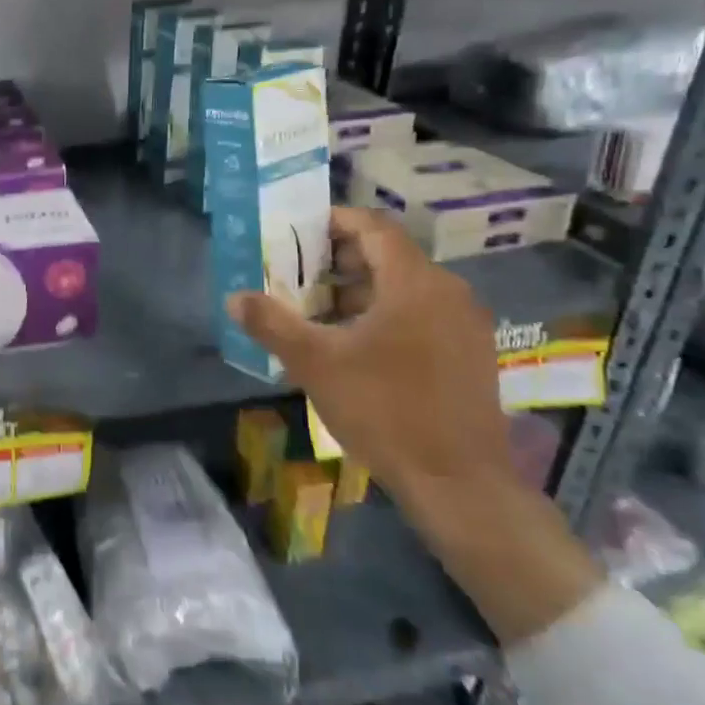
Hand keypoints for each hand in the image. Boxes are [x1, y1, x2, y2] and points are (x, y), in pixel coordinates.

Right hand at [227, 207, 511, 510]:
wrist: (457, 482)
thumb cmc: (384, 410)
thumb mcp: (316, 364)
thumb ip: (272, 324)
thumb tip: (234, 298)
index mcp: (414, 282)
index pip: (374, 227)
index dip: (335, 221)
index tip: (299, 231)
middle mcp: (448, 292)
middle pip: (389, 256)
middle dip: (339, 261)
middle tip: (298, 275)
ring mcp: (465, 324)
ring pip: (405, 288)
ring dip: (360, 291)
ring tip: (318, 313)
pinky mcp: (471, 353)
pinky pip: (422, 314)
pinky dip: (385, 314)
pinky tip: (355, 346)